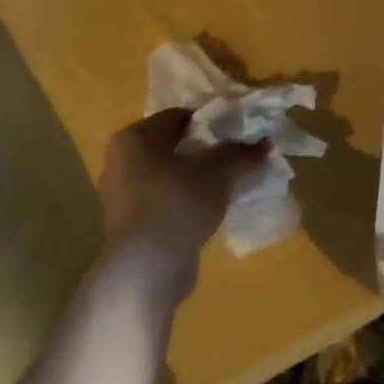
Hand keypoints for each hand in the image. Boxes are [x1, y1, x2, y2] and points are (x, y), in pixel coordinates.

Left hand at [97, 109, 268, 288]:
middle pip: (171, 145)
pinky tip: (207, 210)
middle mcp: (119, 161)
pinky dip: (184, 201)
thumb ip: (241, 153)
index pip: (178, 116)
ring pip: (167, 175)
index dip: (211, 121)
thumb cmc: (178, 203)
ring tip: (226, 185)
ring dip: (195, 178)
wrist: (147, 267)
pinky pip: (163, 201)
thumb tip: (264, 144)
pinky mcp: (129, 225)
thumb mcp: (218, 172)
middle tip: (235, 157)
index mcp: (134, 137)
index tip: (237, 132)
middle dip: (204, 150)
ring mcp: (120, 195)